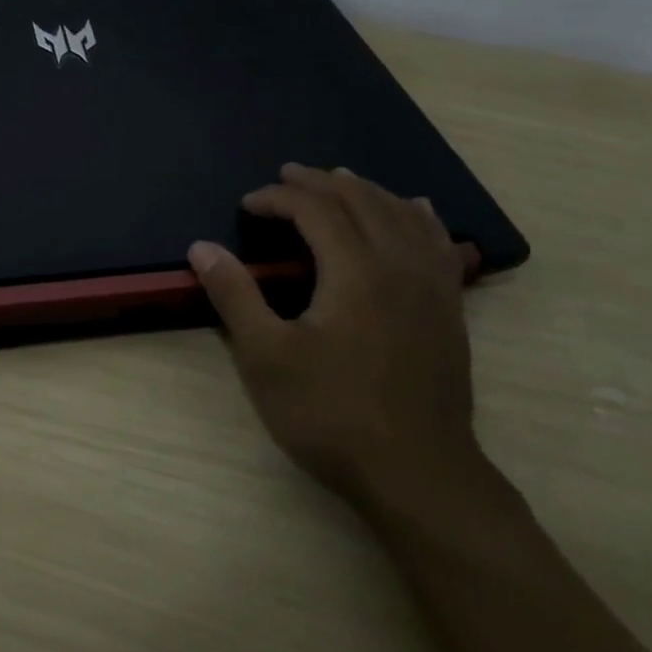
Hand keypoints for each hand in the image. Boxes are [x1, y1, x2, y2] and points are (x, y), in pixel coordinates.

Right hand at [188, 164, 482, 503]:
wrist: (418, 475)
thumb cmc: (332, 415)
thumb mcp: (266, 358)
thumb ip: (235, 295)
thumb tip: (201, 247)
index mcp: (355, 272)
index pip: (316, 211)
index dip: (278, 198)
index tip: (247, 205)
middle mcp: (399, 266)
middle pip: (362, 202)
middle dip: (319, 183)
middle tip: (286, 176)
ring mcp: (432, 288)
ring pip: (403, 215)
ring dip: (367, 191)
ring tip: (341, 180)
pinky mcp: (449, 311)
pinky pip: (439, 244)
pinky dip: (419, 217)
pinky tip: (416, 210)